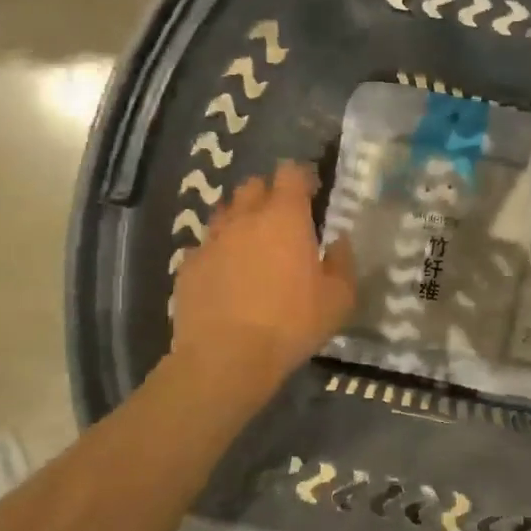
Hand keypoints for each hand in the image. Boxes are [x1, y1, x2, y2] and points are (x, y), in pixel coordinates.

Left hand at [168, 161, 355, 398]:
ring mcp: (211, 241)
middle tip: (283, 220)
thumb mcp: (338, 299)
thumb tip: (339, 242)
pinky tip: (227, 277)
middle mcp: (244, 219)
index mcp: (285, 218)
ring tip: (253, 246)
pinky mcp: (188, 266)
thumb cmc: (292, 323)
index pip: (290, 173)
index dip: (302, 177)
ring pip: (225, 213)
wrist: (226, 357)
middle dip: (268, 194)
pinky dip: (218, 253)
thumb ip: (342, 263)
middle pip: (252, 186)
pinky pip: (205, 247)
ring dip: (240, 221)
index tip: (312, 193)